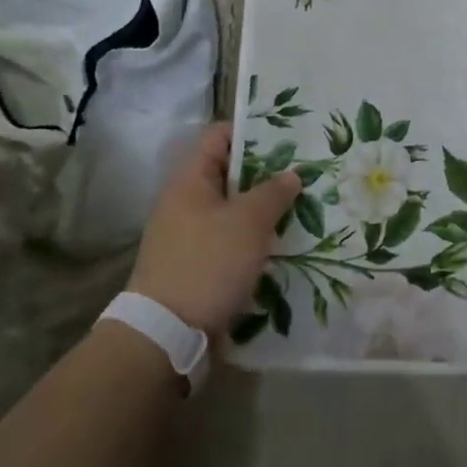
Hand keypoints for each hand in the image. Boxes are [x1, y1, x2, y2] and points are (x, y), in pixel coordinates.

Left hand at [127, 123, 300, 339]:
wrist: (165, 334)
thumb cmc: (208, 262)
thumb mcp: (249, 222)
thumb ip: (274, 192)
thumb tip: (291, 174)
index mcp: (190, 178)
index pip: (219, 135)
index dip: (251, 132)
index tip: (285, 138)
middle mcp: (184, 200)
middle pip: (227, 172)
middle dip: (264, 173)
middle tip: (301, 174)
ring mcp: (186, 233)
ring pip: (230, 208)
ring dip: (260, 208)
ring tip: (297, 208)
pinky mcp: (193, 263)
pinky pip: (226, 237)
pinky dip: (250, 237)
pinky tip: (277, 244)